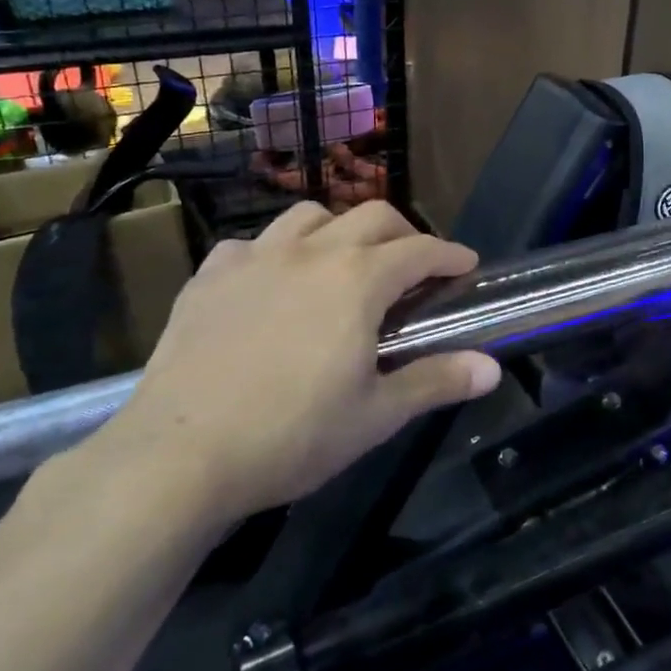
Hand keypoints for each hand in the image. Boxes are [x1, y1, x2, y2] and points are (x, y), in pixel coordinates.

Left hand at [90, 201, 500, 524]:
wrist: (179, 455)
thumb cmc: (292, 435)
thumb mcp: (376, 415)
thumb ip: (437, 381)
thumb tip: (491, 368)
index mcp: (358, 281)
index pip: (420, 249)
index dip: (450, 254)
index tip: (466, 265)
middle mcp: (310, 252)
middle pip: (371, 216)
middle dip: (404, 233)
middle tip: (414, 266)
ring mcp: (254, 258)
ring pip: (309, 216)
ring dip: (339, 229)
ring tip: (344, 263)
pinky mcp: (209, 276)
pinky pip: (252, 243)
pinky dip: (276, 251)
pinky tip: (272, 283)